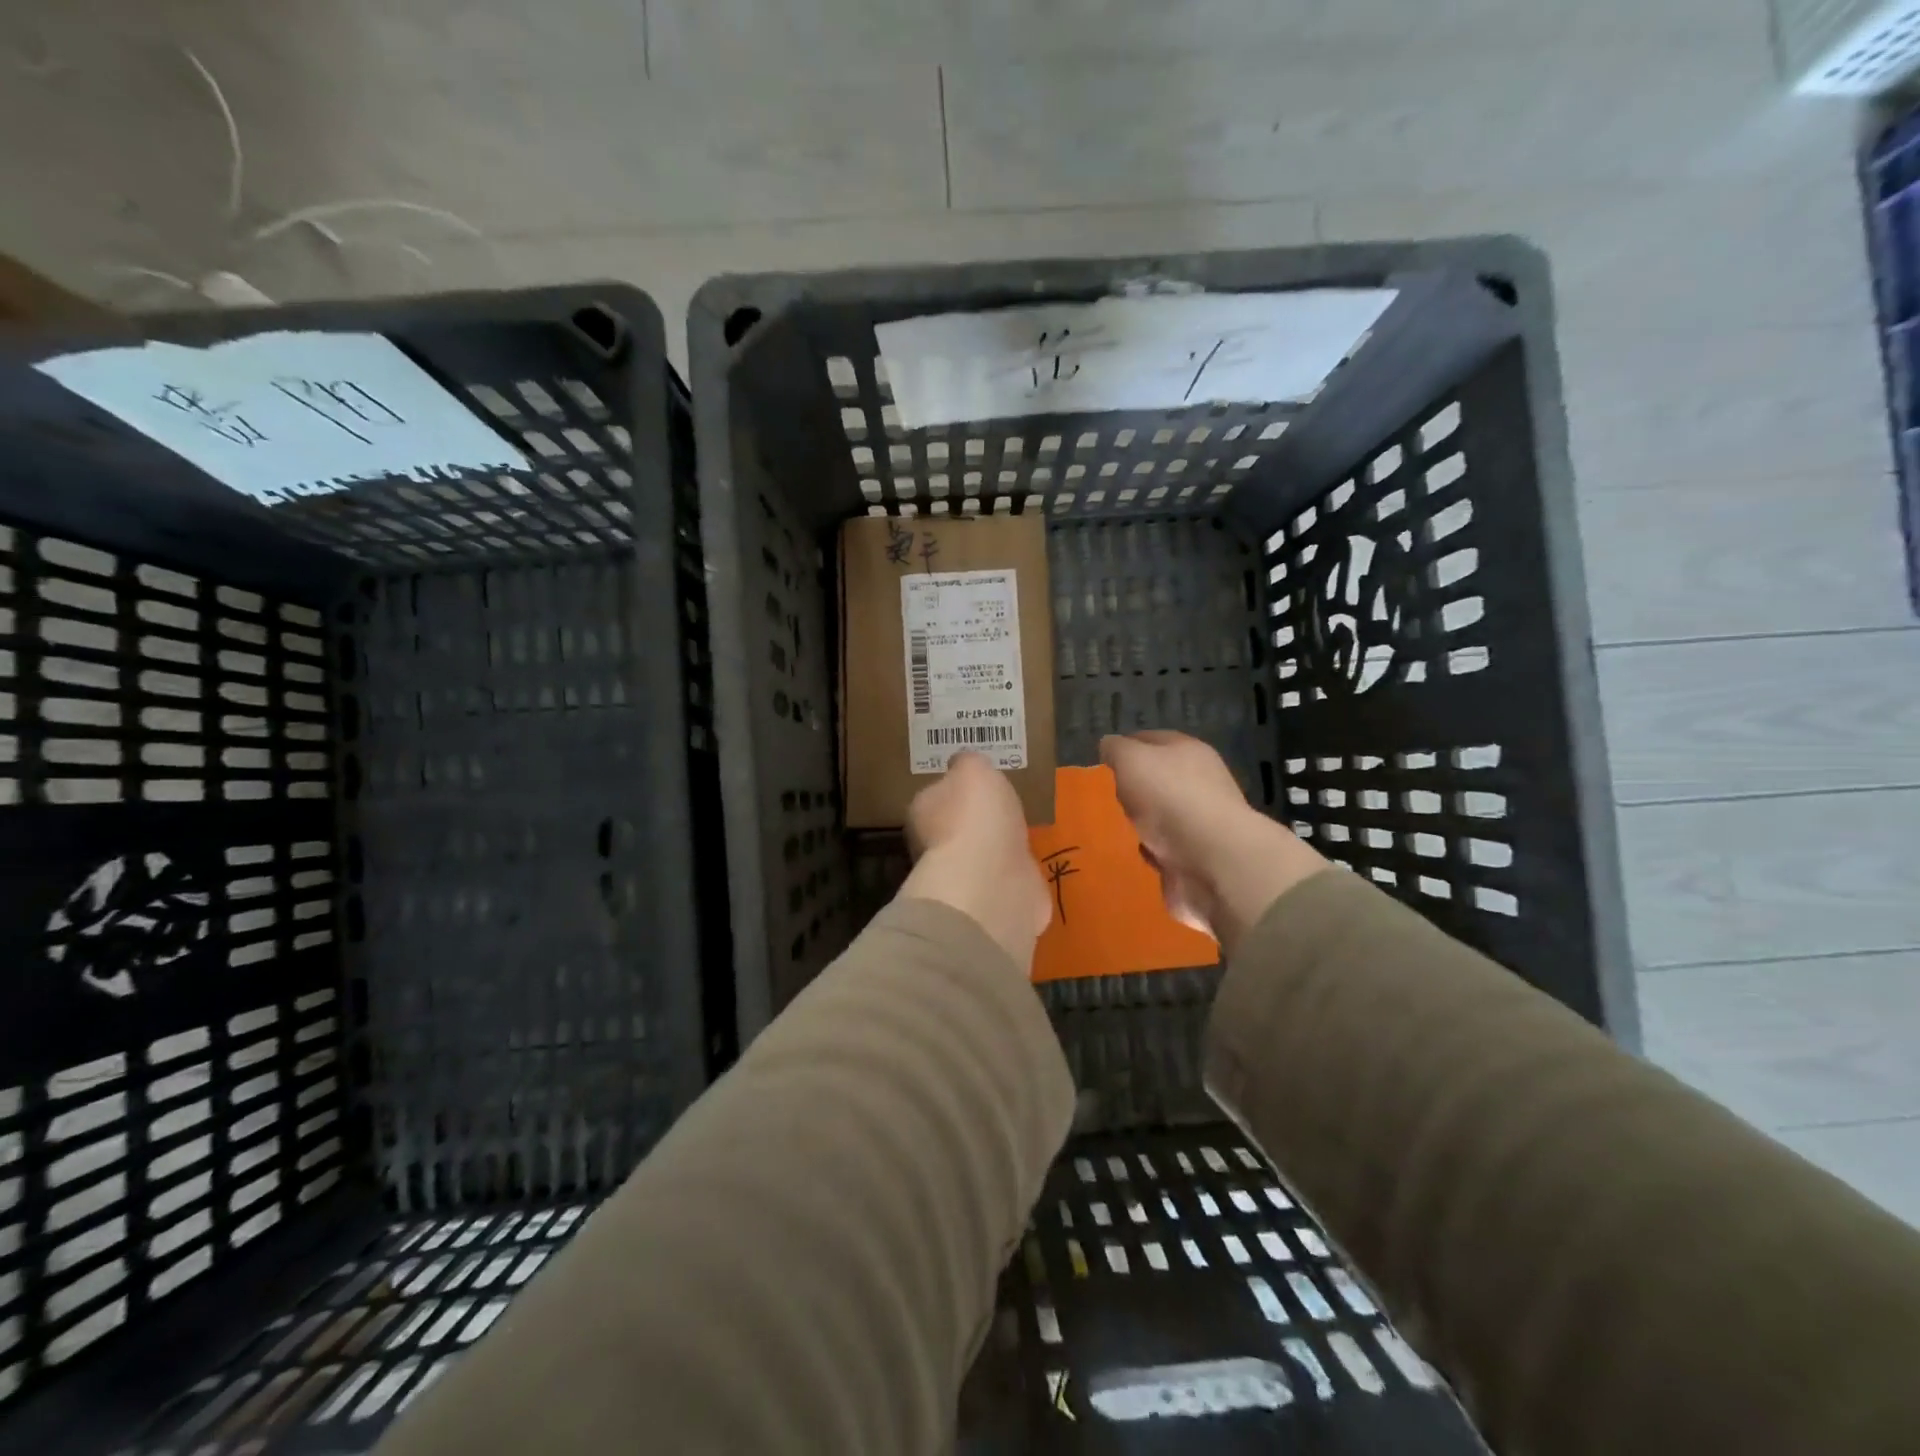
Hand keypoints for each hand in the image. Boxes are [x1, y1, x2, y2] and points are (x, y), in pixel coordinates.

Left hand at [900, 752, 1050, 972]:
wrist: (991, 882)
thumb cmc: (975, 817)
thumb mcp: (973, 769)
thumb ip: (970, 763)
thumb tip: (965, 765)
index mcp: (923, 811)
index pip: (936, 796)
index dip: (956, 790)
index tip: (978, 785)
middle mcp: (935, 847)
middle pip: (957, 828)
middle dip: (978, 821)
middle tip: (1004, 809)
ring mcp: (964, 878)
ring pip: (982, 856)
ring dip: (998, 849)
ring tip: (1023, 834)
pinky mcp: (992, 901)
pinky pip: (1005, 880)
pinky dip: (1015, 874)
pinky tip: (1030, 864)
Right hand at [1100, 731, 1327, 953]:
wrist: (1212, 860)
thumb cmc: (1170, 797)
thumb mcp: (1131, 759)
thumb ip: (1116, 749)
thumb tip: (1109, 745)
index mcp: (1188, 751)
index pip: (1151, 739)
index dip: (1125, 746)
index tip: (1101, 760)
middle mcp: (1199, 782)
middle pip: (1158, 778)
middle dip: (1133, 787)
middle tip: (1104, 795)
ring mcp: (1200, 821)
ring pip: (1161, 814)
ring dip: (1141, 821)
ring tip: (1114, 826)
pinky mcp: (1196, 856)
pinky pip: (1165, 848)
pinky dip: (1151, 850)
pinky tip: (1135, 853)